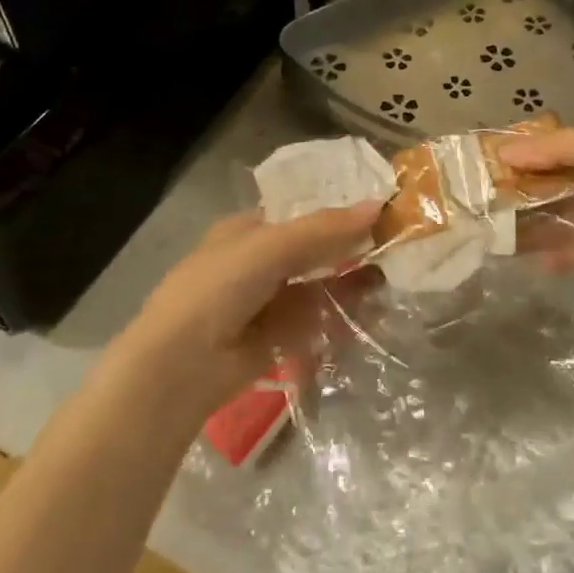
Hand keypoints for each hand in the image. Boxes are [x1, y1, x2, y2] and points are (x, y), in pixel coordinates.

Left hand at [114, 202, 381, 417]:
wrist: (181, 366)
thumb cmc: (219, 288)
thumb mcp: (271, 247)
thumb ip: (324, 230)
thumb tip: (378, 206)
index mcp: (247, 231)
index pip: (300, 215)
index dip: (337, 213)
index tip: (379, 213)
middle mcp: (257, 263)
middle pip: (313, 252)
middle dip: (349, 252)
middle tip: (392, 249)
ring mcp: (267, 303)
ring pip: (318, 288)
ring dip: (350, 286)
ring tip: (390, 281)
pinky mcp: (277, 339)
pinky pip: (316, 322)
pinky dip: (342, 318)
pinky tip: (371, 313)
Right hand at [502, 119, 573, 279]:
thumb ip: (563, 149)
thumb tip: (505, 152)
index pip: (559, 146)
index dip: (527, 155)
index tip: (489, 167)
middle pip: (560, 182)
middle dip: (527, 193)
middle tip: (487, 207)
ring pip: (569, 215)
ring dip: (539, 224)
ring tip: (501, 237)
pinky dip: (564, 253)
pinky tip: (539, 262)